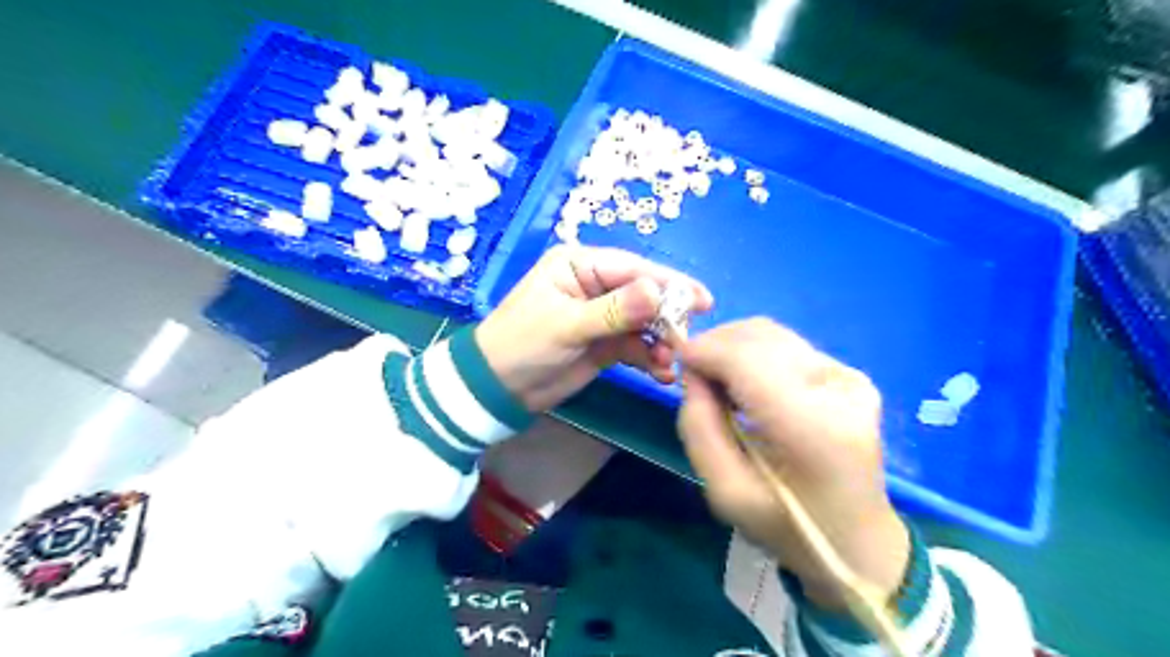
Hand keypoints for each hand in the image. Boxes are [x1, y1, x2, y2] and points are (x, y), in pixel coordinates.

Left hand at [475, 244, 713, 411]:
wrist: (497, 390)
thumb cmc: (522, 345)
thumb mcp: (566, 325)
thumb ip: (613, 310)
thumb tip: (657, 293)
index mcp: (579, 266)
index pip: (633, 269)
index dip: (668, 283)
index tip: (702, 300)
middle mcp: (595, 285)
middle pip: (644, 295)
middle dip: (667, 317)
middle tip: (687, 340)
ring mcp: (603, 316)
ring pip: (644, 323)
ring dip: (661, 343)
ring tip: (669, 364)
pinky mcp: (606, 344)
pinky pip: (637, 346)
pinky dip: (650, 358)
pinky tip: (660, 374)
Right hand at [676, 319, 912, 610]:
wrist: (858, 542)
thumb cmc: (788, 527)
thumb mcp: (725, 493)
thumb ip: (698, 428)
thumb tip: (692, 374)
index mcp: (811, 428)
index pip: (746, 359)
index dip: (704, 350)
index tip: (676, 362)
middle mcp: (838, 390)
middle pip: (759, 336)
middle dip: (715, 345)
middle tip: (695, 377)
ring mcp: (850, 379)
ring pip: (771, 333)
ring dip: (734, 347)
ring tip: (719, 382)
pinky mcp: (853, 375)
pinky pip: (787, 346)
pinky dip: (755, 355)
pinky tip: (749, 386)